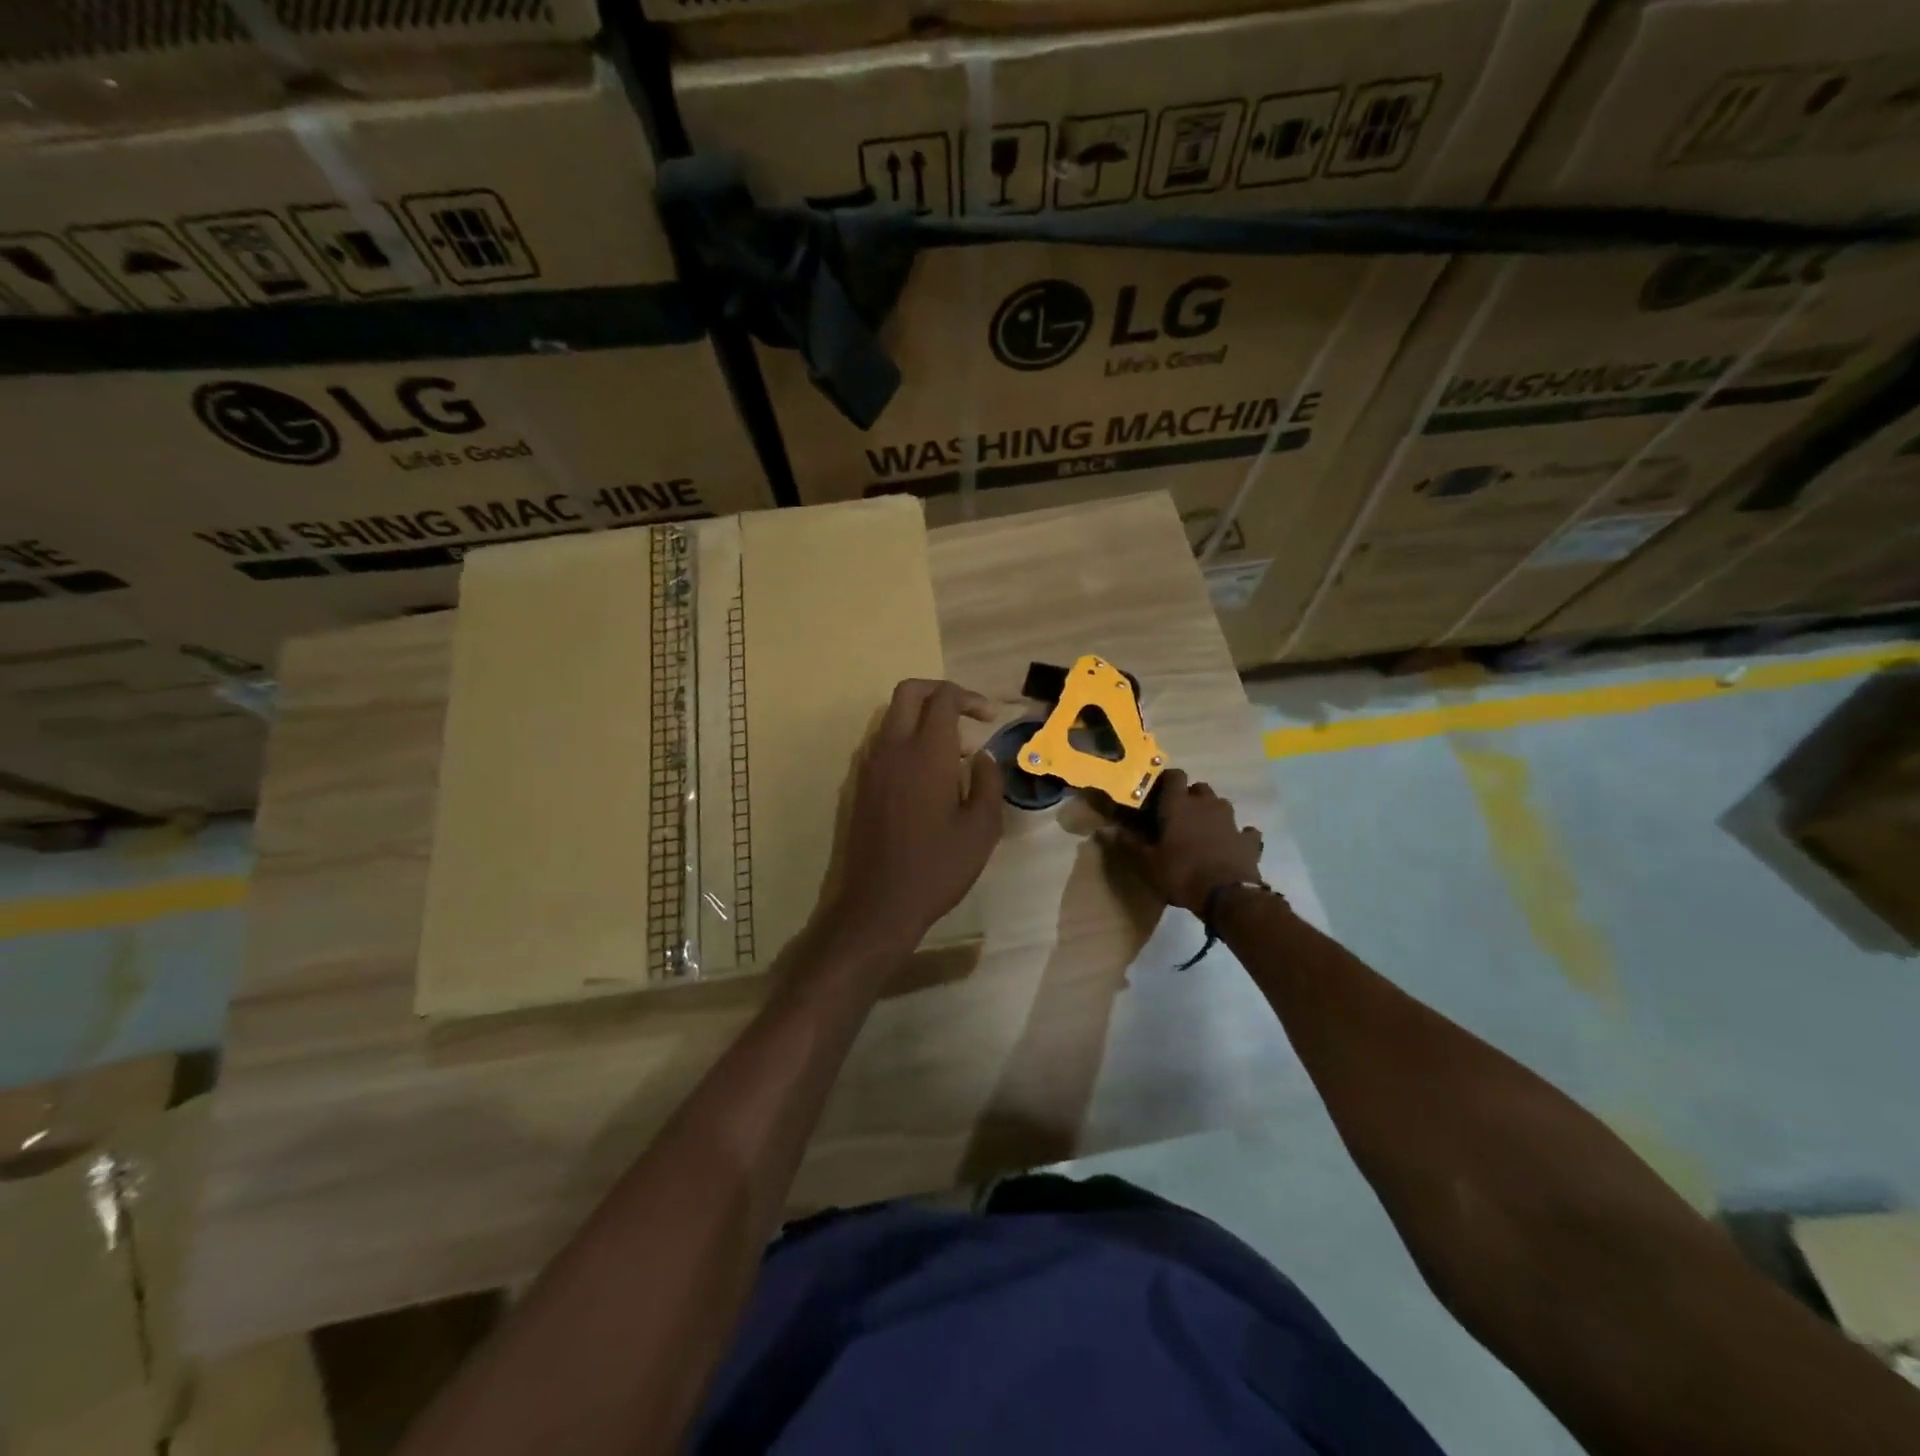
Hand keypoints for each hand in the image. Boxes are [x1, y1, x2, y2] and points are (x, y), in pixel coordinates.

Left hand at [828, 679, 1003, 945]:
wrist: (877, 904)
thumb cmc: (936, 867)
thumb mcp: (981, 829)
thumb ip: (988, 783)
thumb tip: (983, 756)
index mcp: (926, 753)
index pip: (943, 698)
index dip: (970, 698)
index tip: (990, 718)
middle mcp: (892, 748)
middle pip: (910, 692)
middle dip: (941, 692)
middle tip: (968, 716)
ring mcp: (870, 765)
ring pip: (893, 716)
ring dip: (923, 718)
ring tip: (954, 754)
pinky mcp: (859, 784)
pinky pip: (882, 743)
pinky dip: (906, 740)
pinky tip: (928, 777)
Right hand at [1112, 769, 1263, 915]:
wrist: (1228, 896)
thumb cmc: (1181, 874)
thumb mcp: (1148, 864)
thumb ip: (1129, 844)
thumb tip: (1106, 831)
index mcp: (1178, 805)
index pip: (1174, 776)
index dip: (1167, 780)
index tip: (1158, 793)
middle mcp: (1206, 805)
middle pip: (1199, 788)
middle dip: (1190, 797)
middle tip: (1179, 816)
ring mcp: (1231, 821)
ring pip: (1221, 805)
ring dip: (1212, 813)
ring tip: (1203, 831)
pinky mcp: (1249, 840)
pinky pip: (1245, 831)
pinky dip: (1238, 836)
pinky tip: (1232, 846)